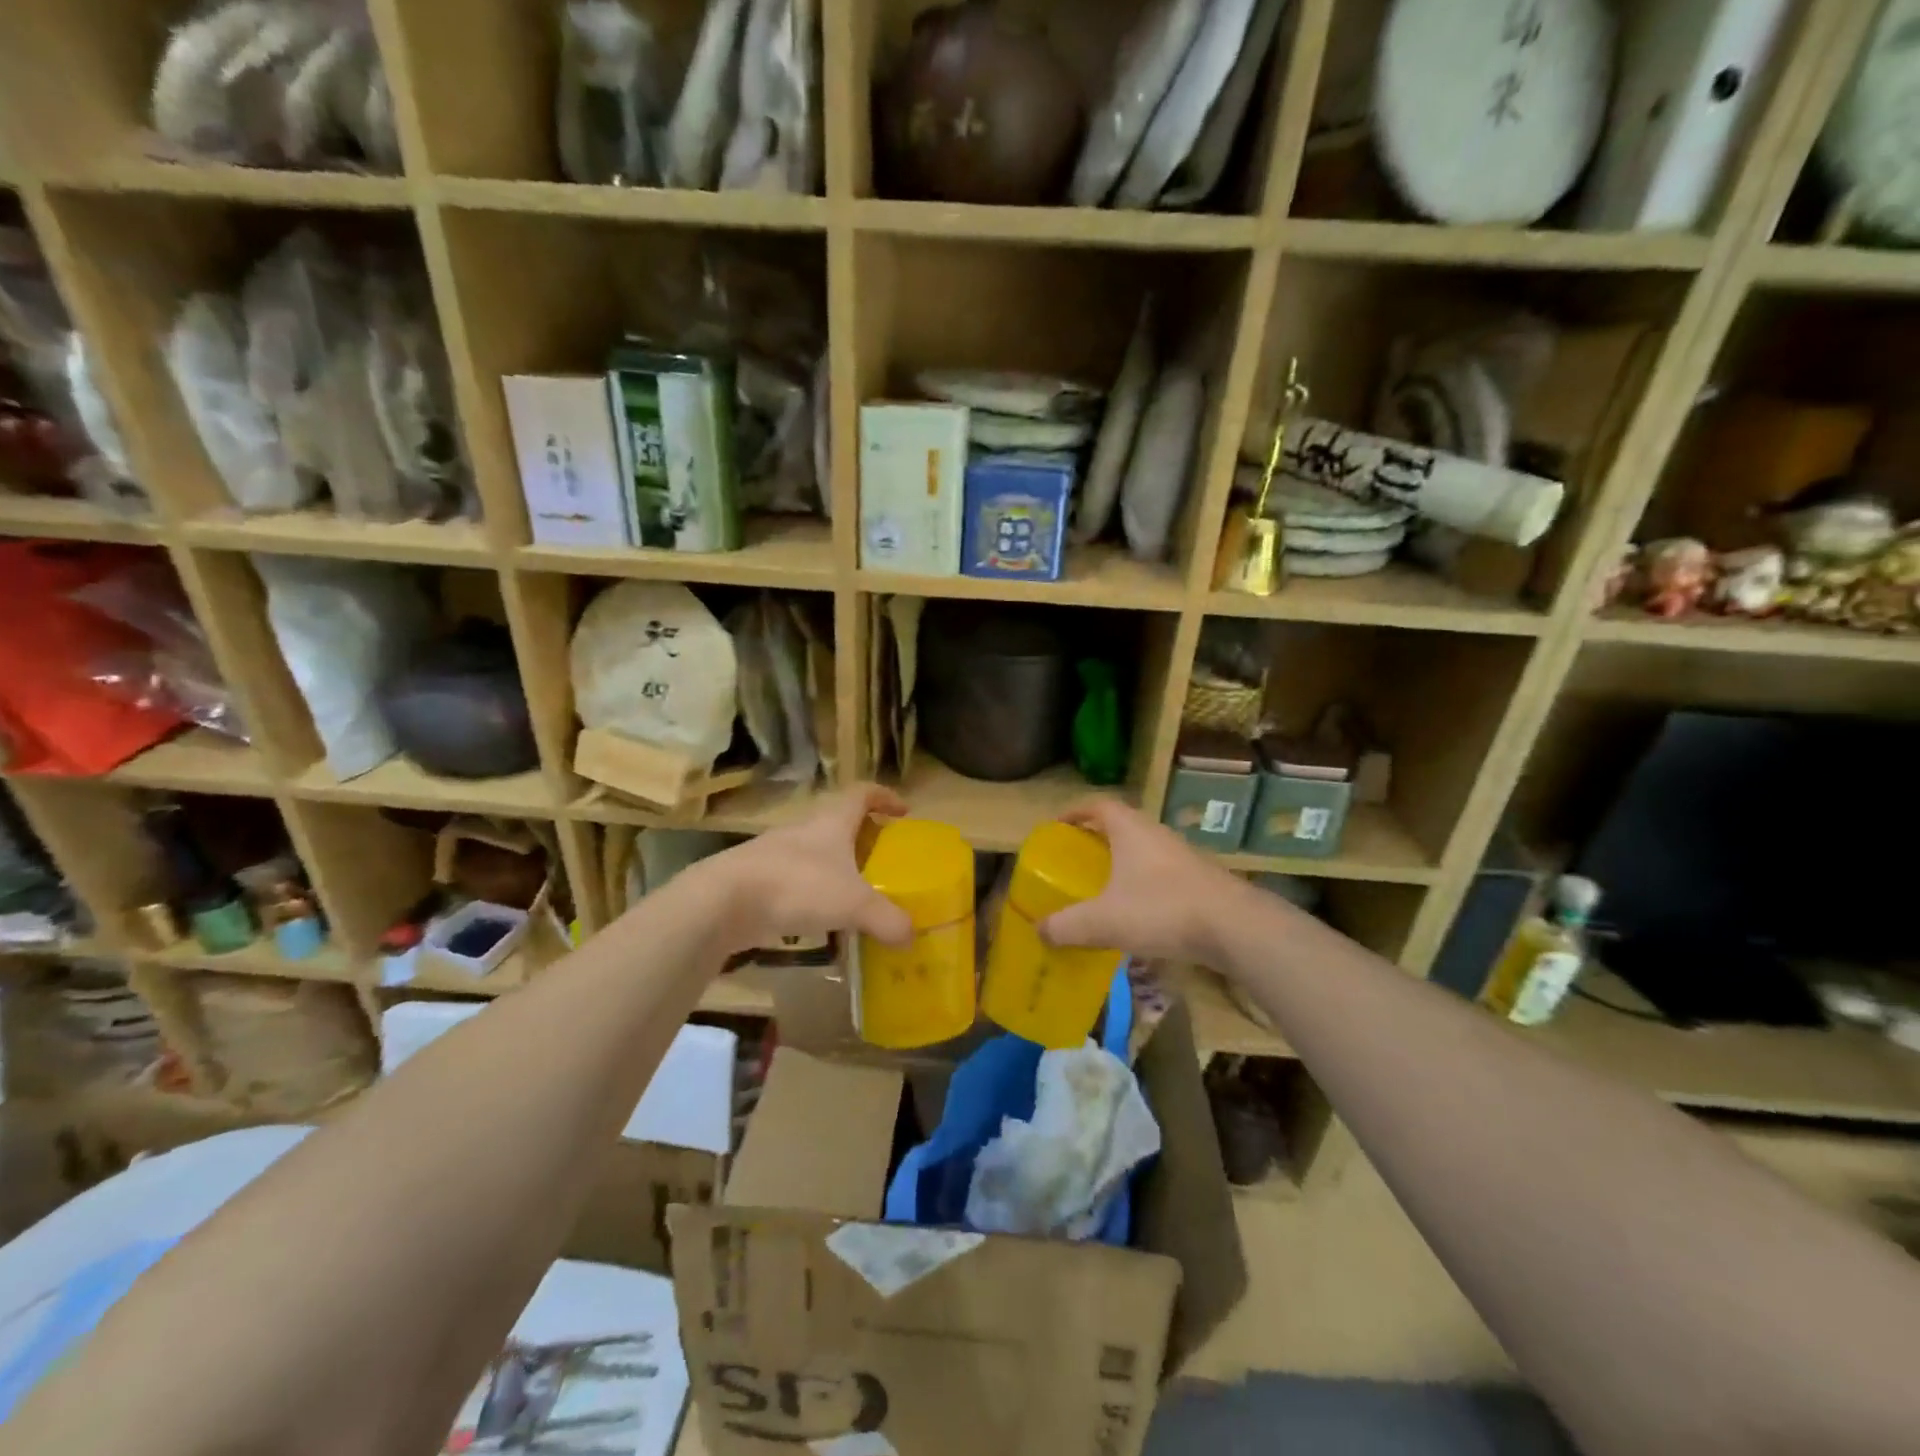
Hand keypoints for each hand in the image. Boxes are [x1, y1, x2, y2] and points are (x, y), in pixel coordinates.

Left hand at [701, 785, 913, 955]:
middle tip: (883, 861)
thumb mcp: (853, 903)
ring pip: (816, 855)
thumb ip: (886, 918)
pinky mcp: (759, 882)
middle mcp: (804, 831)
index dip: (884, 797)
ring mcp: (777, 855)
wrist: (723, 901)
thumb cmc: (797, 885)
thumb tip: (911, 936)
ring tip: (856, 896)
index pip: (862, 794)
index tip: (903, 811)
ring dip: (836, 870)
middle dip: (862, 838)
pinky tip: (821, 921)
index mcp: (831, 822)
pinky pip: (796, 884)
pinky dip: (813, 896)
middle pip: (839, 824)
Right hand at [1038, 798, 1251, 963]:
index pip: (1099, 805)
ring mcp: (1184, 857)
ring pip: (1145, 852)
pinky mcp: (1202, 881)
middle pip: (1122, 827)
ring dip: (1124, 865)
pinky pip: (1163, 876)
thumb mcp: (1104, 920)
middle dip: (1098, 841)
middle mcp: (1157, 835)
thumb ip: (1068, 925)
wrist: (1236, 927)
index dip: (1076, 812)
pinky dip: (1145, 888)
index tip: (1058, 827)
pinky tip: (1138, 915)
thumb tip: (1039, 930)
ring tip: (1104, 890)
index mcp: (1131, 830)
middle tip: (1077, 861)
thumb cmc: (1162, 909)